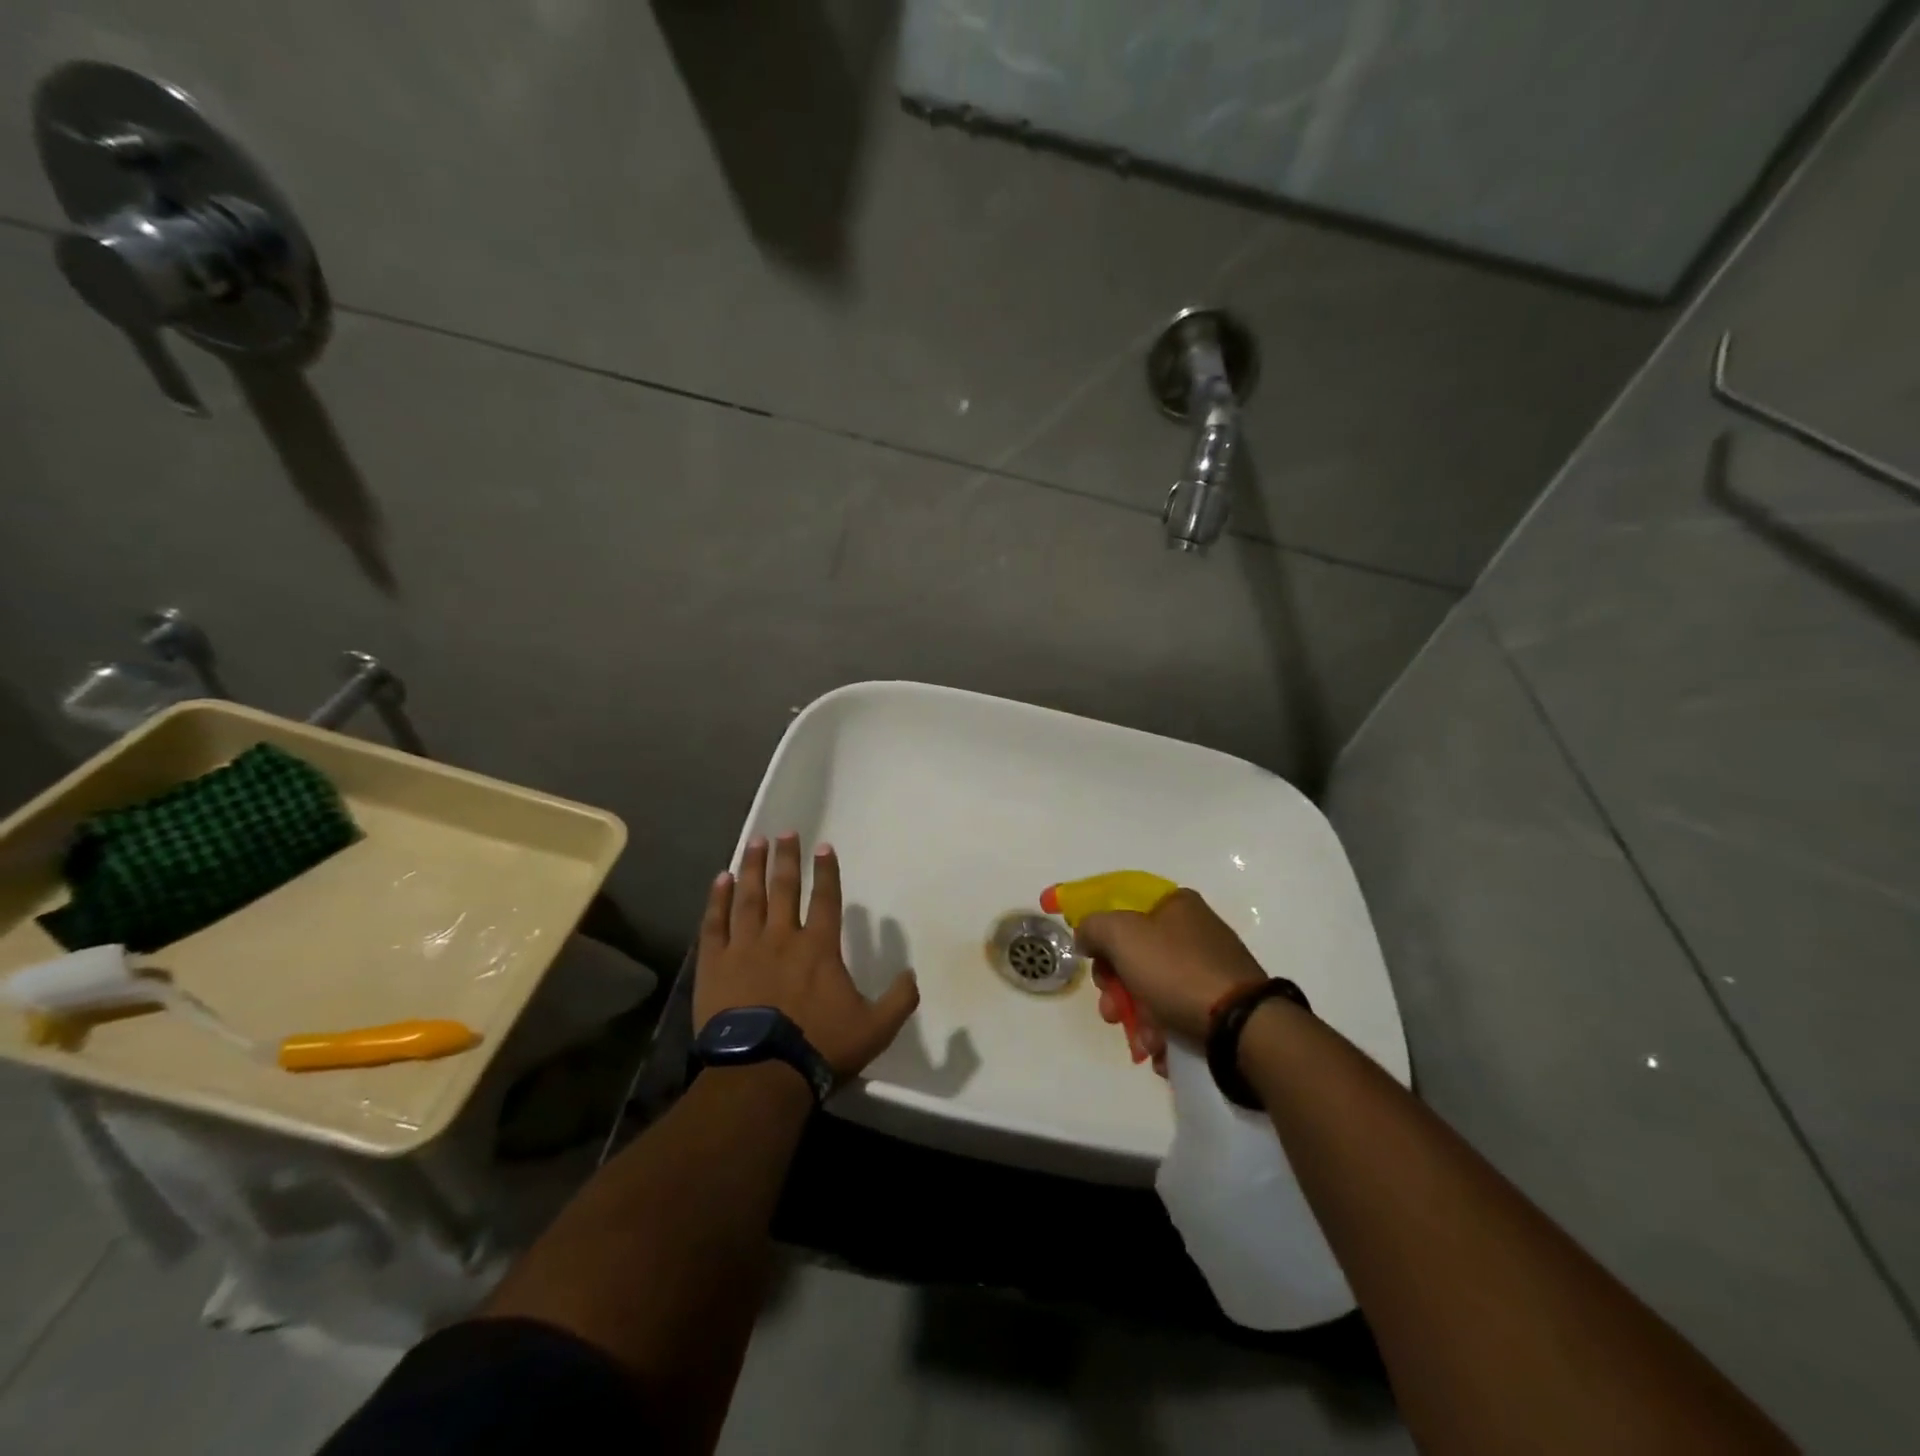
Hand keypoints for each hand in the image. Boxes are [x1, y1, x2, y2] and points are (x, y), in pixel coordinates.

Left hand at [695, 833, 919, 1080]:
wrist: (760, 1073)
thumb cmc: (819, 1047)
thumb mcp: (875, 1029)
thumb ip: (898, 999)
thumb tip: (912, 974)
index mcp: (819, 947)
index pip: (826, 899)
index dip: (826, 872)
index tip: (823, 847)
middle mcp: (782, 937)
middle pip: (785, 888)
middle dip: (786, 858)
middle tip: (785, 832)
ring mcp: (745, 948)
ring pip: (749, 898)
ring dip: (753, 868)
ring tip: (755, 843)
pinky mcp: (715, 965)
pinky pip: (715, 924)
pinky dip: (717, 900)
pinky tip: (720, 880)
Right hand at [1076, 888, 1266, 1069]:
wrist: (1242, 1027)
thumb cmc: (1177, 971)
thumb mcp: (1122, 935)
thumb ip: (1093, 927)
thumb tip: (1086, 936)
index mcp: (1176, 905)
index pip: (1124, 909)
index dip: (1102, 935)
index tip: (1093, 962)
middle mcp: (1194, 931)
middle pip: (1135, 955)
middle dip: (1116, 988)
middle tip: (1111, 1010)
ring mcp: (1210, 968)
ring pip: (1153, 990)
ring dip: (1137, 1018)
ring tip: (1143, 1042)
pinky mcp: (1221, 1004)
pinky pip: (1177, 1013)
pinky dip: (1163, 1033)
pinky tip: (1161, 1050)